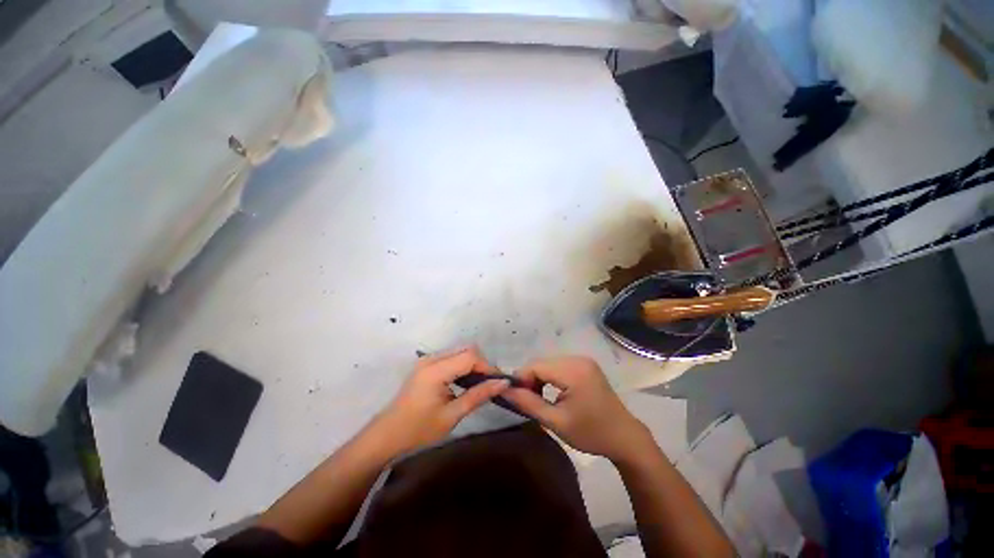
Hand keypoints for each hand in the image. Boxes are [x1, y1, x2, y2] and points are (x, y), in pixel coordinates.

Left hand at [372, 346, 509, 454]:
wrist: (386, 437)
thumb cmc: (418, 431)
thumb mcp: (451, 415)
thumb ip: (478, 395)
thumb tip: (503, 383)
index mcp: (435, 370)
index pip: (470, 356)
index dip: (487, 367)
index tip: (498, 383)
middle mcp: (431, 359)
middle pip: (466, 349)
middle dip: (481, 364)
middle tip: (490, 384)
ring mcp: (427, 360)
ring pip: (459, 351)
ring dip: (473, 364)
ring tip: (481, 384)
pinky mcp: (426, 365)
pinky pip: (451, 357)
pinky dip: (463, 366)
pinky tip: (466, 382)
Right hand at [502, 356, 650, 461]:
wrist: (624, 437)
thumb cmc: (591, 433)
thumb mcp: (556, 422)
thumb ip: (529, 403)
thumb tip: (504, 390)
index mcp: (573, 371)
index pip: (536, 366)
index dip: (520, 378)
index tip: (513, 396)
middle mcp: (578, 359)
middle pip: (542, 363)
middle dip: (529, 379)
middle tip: (526, 400)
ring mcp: (583, 361)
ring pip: (549, 364)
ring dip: (539, 378)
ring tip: (537, 398)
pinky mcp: (585, 365)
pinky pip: (559, 366)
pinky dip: (550, 377)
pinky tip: (551, 392)